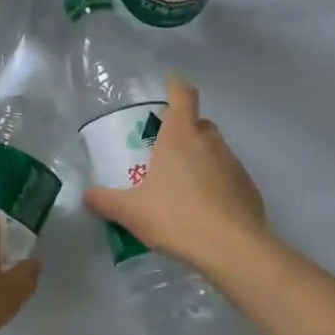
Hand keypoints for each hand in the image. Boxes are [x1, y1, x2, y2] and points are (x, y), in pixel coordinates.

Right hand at [83, 77, 269, 271]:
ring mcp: (234, 164)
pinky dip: (216, 183)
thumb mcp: (130, 212)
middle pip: (199, 123)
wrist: (232, 248)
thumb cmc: (176, 217)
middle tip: (164, 150)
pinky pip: (228, 176)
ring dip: (200, 158)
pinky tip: (203, 209)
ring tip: (181, 186)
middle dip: (184, 129)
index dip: (175, 86)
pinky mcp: (248, 188)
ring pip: (215, 150)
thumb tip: (86, 195)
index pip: (182, 95)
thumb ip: (105, 201)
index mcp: (180, 136)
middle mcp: (210, 142)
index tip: (168, 85)